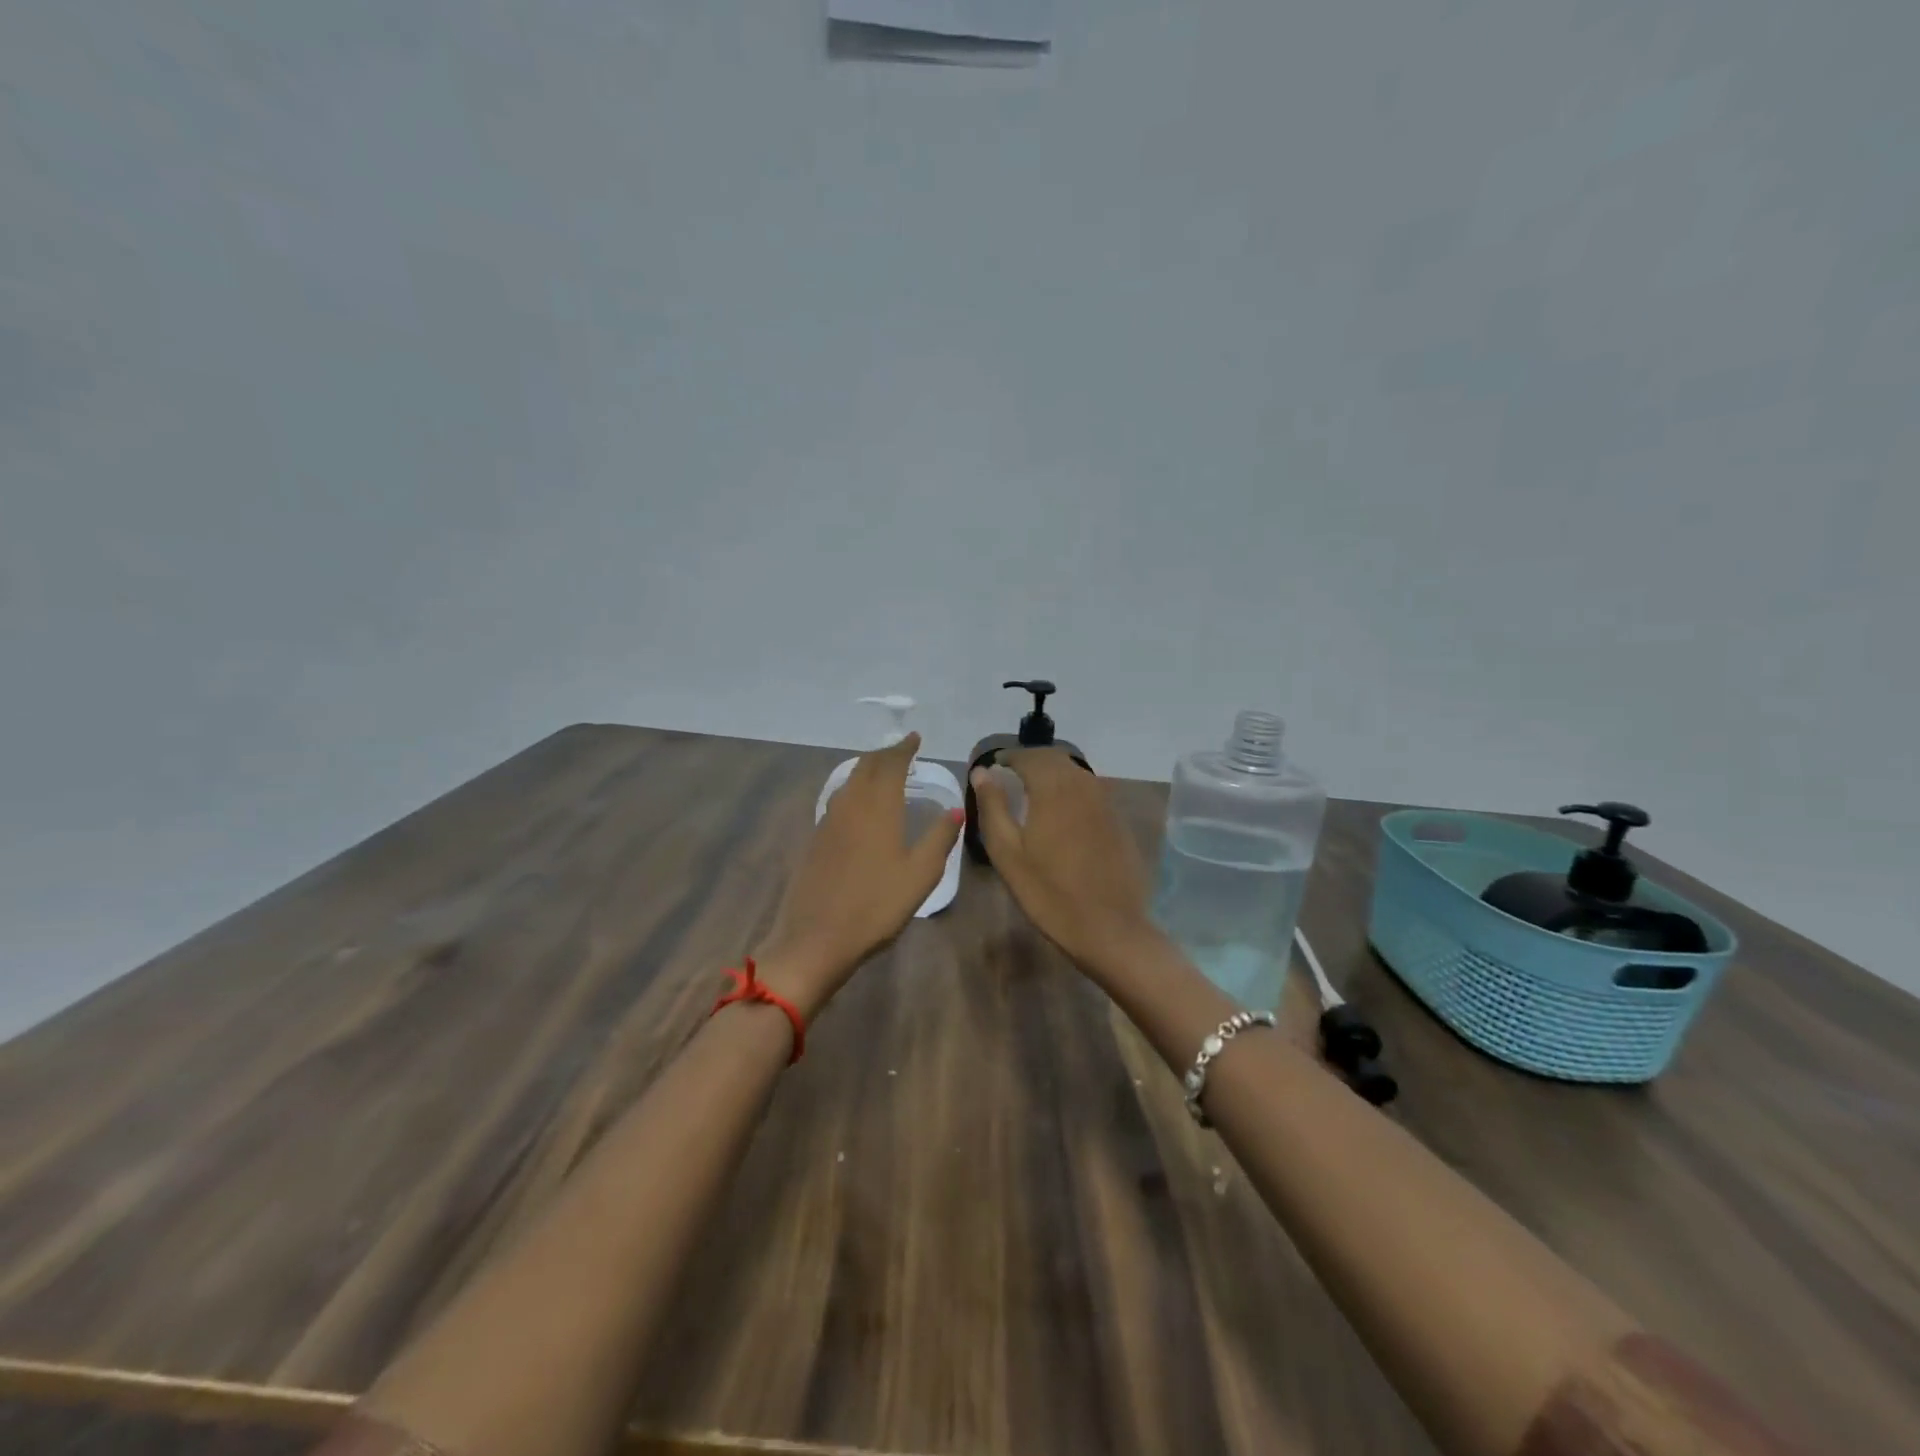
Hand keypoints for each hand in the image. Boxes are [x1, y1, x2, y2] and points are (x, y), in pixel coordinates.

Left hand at [755, 733, 962, 1018]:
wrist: (814, 938)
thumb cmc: (875, 906)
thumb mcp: (920, 875)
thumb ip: (940, 838)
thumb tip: (956, 809)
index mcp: (878, 807)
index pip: (890, 764)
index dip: (903, 748)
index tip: (914, 738)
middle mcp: (850, 805)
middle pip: (866, 766)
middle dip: (885, 754)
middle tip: (902, 751)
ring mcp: (828, 821)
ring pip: (849, 781)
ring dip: (867, 768)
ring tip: (884, 771)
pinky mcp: (816, 839)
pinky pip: (839, 799)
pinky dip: (854, 788)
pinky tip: (860, 804)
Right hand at [969, 749, 1161, 976]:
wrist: (1109, 927)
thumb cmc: (1049, 893)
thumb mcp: (1008, 853)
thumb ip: (993, 806)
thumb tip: (981, 772)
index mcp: (1053, 788)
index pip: (1028, 756)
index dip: (1008, 758)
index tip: (993, 768)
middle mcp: (1083, 784)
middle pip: (1054, 758)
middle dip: (1030, 761)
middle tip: (1010, 777)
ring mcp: (1105, 801)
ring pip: (1075, 772)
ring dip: (1052, 773)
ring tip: (1032, 792)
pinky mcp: (1118, 819)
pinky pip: (1090, 790)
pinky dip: (1071, 790)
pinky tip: (1061, 812)